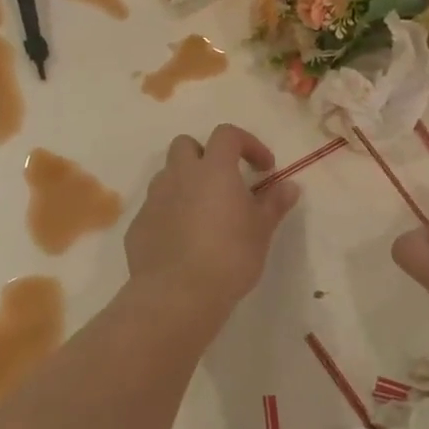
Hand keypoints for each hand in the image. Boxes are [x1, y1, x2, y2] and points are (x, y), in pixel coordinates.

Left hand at [124, 125, 298, 321]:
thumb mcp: (261, 230)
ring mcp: (154, 199)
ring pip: (167, 175)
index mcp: (213, 169)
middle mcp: (179, 175)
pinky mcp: (138, 224)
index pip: (227, 134)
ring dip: (185, 184)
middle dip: (204, 155)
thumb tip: (290, 186)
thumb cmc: (229, 256)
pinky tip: (183, 240)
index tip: (264, 168)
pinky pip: (155, 208)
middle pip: (185, 145)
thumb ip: (274, 203)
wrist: (178, 294)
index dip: (248, 143)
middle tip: (224, 182)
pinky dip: (170, 213)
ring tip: (203, 213)